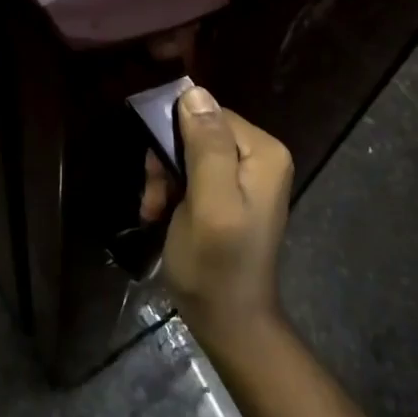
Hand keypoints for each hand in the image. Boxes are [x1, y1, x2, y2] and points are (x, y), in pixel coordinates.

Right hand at [161, 86, 294, 342]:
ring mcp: (246, 178)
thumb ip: (206, 146)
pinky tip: (160, 217)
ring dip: (164, 181)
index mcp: (263, 152)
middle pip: (198, 134)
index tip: (156, 175)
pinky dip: (172, 194)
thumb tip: (195, 91)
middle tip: (154, 200)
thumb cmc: (216, 265)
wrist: (230, 324)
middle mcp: (260, 157)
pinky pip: (193, 175)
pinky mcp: (230, 196)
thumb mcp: (208, 203)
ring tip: (154, 212)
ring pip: (189, 155)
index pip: (209, 115)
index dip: (175, 139)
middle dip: (167, 164)